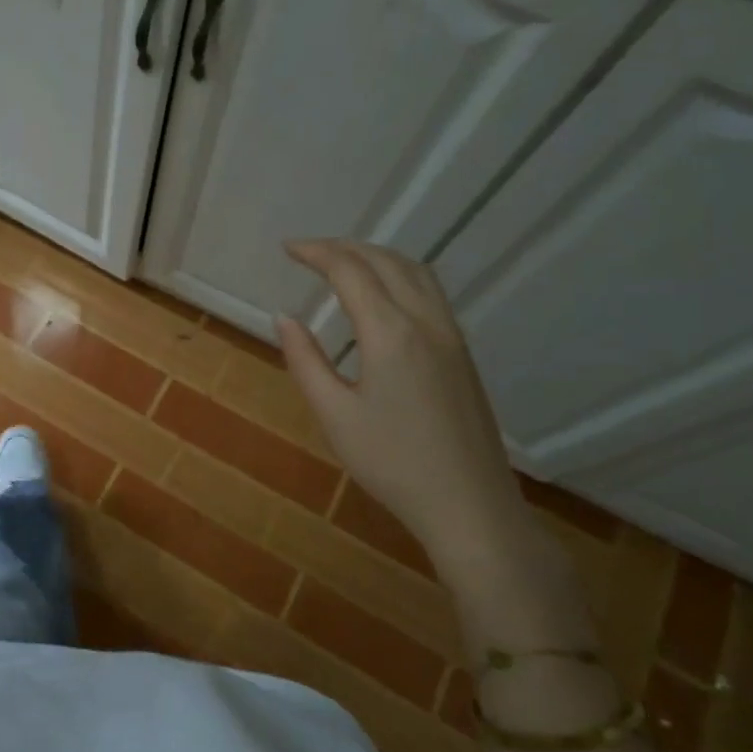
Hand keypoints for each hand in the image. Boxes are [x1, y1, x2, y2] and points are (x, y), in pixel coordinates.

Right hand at [276, 240, 523, 553]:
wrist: (469, 504)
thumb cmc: (392, 463)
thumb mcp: (334, 415)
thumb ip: (305, 360)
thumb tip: (283, 317)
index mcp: (390, 333)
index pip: (350, 271)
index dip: (316, 252)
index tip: (287, 248)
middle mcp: (425, 321)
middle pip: (385, 261)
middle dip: (344, 247)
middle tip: (307, 251)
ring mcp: (451, 335)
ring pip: (415, 271)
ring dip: (376, 255)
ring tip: (343, 262)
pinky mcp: (462, 353)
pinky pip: (430, 291)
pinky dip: (400, 274)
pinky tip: (384, 293)